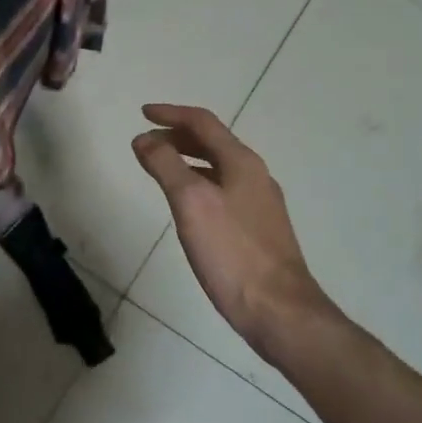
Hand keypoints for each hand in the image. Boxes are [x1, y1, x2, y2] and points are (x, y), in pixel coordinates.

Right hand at [132, 104, 337, 363]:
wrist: (279, 309)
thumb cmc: (232, 253)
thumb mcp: (191, 203)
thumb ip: (166, 166)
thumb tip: (144, 138)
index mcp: (242, 162)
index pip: (203, 122)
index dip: (171, 114)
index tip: (142, 113)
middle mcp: (255, 175)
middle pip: (213, 142)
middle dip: (177, 136)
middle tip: (146, 142)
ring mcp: (260, 203)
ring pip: (218, 167)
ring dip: (187, 160)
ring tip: (160, 168)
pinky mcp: (258, 229)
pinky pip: (223, 190)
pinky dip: (199, 183)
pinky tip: (188, 205)